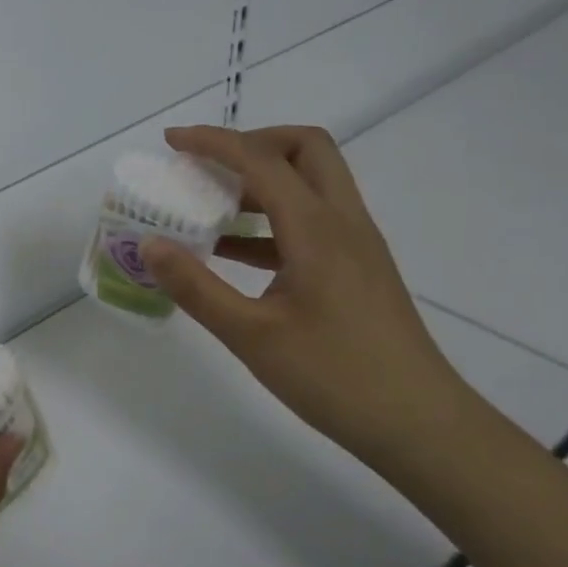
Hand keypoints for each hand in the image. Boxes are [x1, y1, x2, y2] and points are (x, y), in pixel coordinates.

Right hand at [143, 125, 475, 467]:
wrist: (417, 424)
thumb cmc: (334, 377)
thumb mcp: (251, 335)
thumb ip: (196, 286)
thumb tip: (150, 244)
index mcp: (317, 229)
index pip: (261, 160)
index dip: (213, 142)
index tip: (171, 142)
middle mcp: (343, 222)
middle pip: (304, 149)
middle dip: (252, 143)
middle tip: (207, 167)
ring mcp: (356, 245)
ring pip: (312, 183)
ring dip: (262, 181)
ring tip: (210, 207)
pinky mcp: (358, 268)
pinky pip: (313, 221)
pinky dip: (272, 220)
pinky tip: (236, 254)